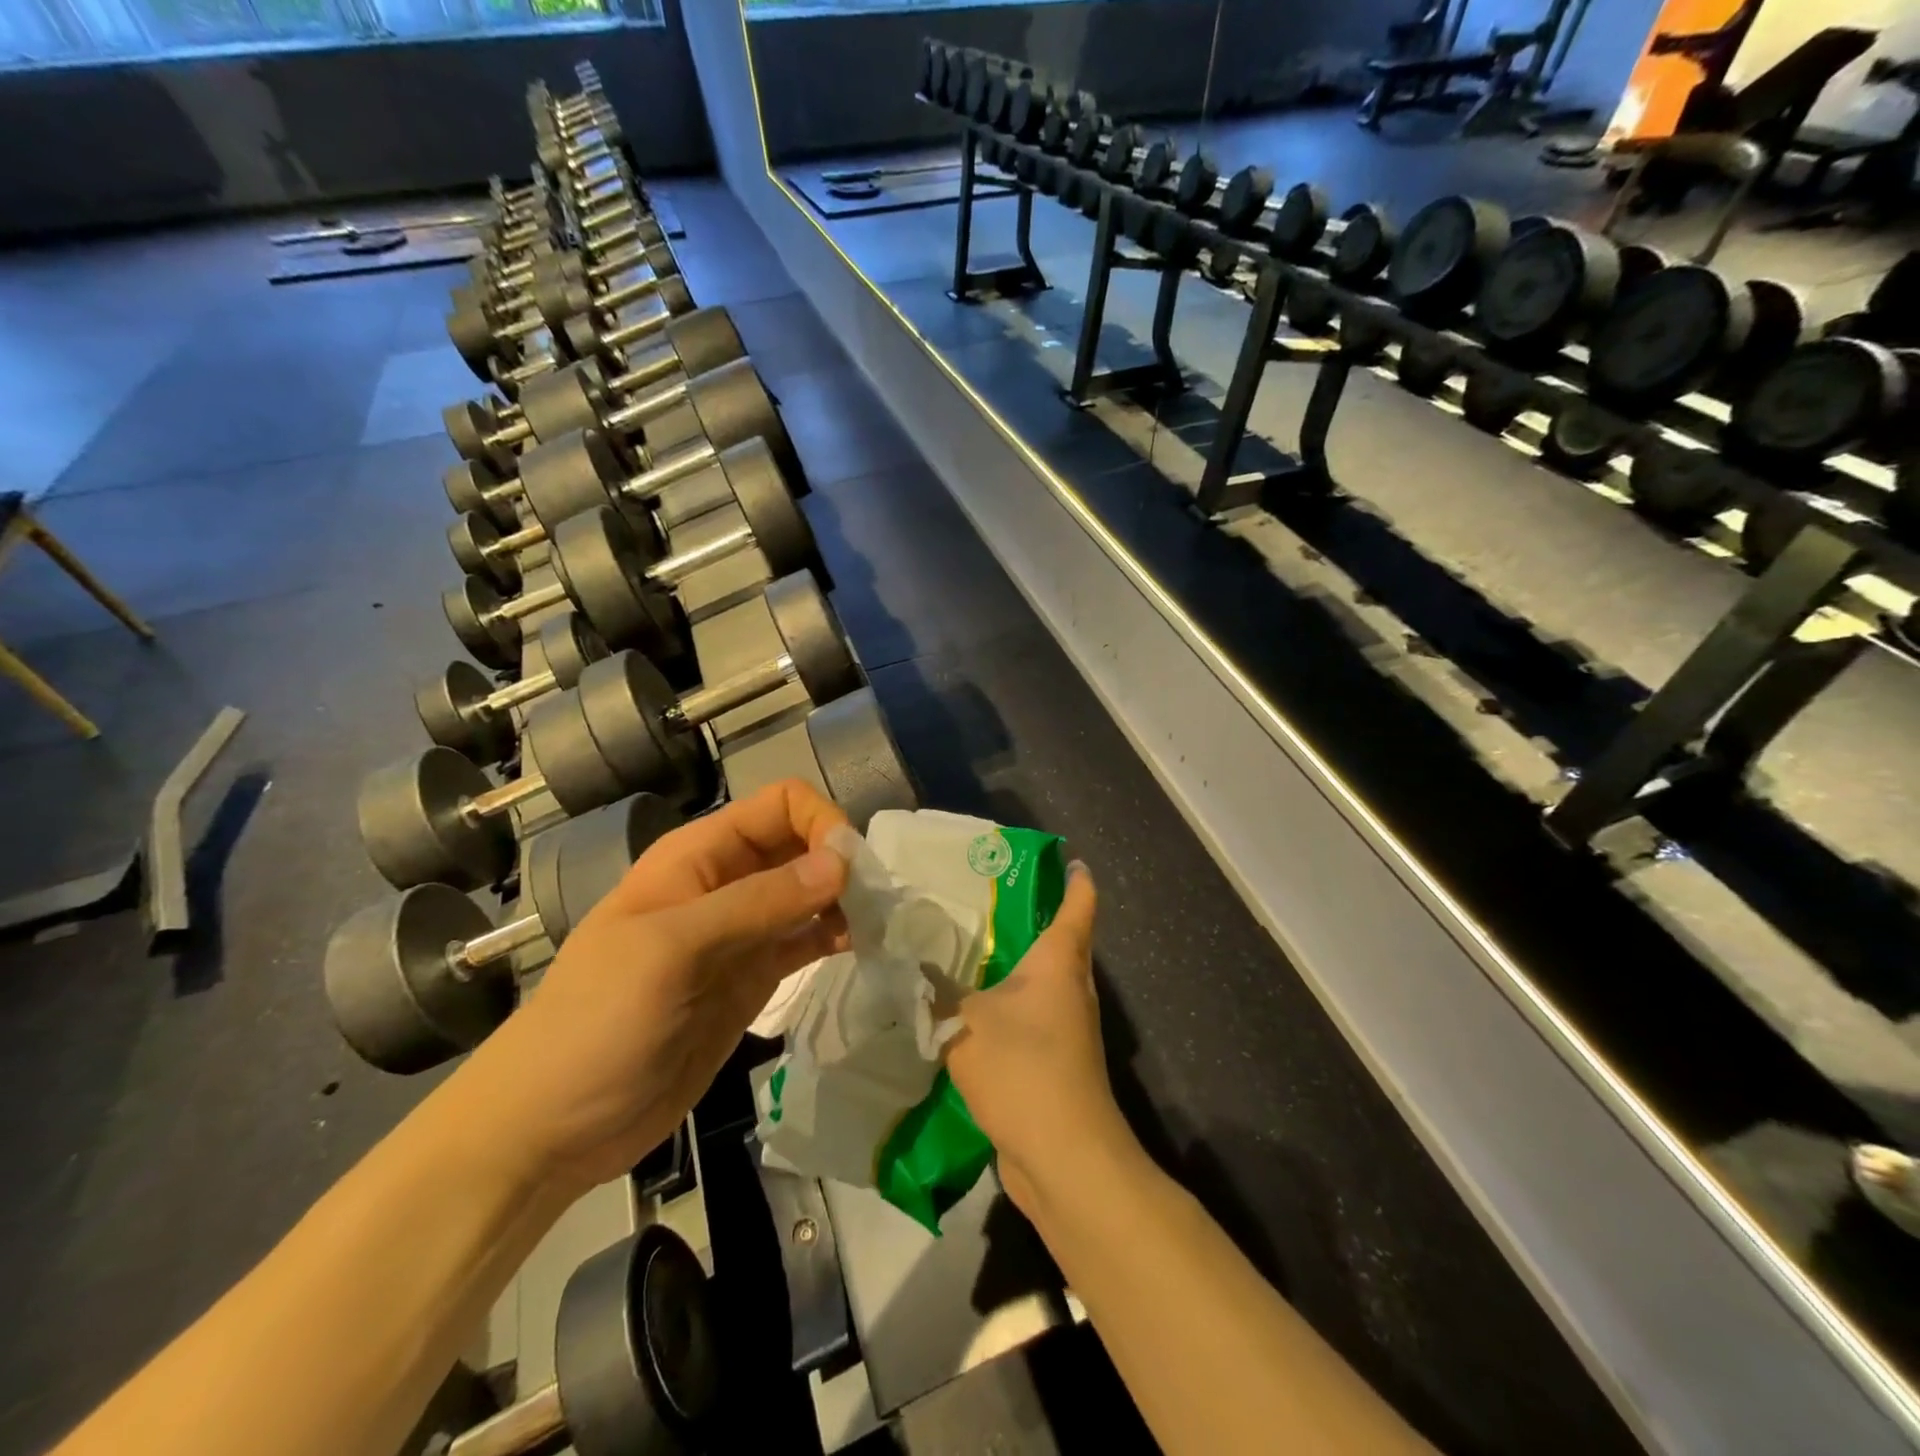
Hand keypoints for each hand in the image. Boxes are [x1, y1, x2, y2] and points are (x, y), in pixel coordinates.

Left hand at [456, 780, 851, 1194]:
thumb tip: (843, 862)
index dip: (820, 824)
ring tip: (881, 927)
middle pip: (800, 846)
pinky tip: (863, 948)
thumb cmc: (598, 1021)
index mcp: (699, 856)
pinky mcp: (754, 979)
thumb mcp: (673, 950)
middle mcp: (725, 884)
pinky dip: (837, 937)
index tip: (851, 871)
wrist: (553, 1125)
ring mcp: (742, 934)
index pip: (779, 806)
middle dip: (841, 862)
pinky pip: (805, 941)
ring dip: (847, 901)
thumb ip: (759, 903)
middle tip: (879, 903)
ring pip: (810, 894)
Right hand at [943, 862, 1133, 1215]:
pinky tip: (971, 1010)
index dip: (1076, 879)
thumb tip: (911, 967)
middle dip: (1033, 919)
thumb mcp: (966, 1020)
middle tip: (987, 900)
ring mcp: (1067, 1029)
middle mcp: (1071, 988)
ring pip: (1042, 983)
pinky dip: (1007, 1008)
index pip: (1078, 905)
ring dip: (1015, 967)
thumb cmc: (1023, 1066)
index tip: (1068, 859)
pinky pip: (1030, 1019)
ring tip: (970, 950)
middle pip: (1061, 942)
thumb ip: (936, 991)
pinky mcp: (1054, 1063)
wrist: (1062, 1155)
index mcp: (1059, 962)